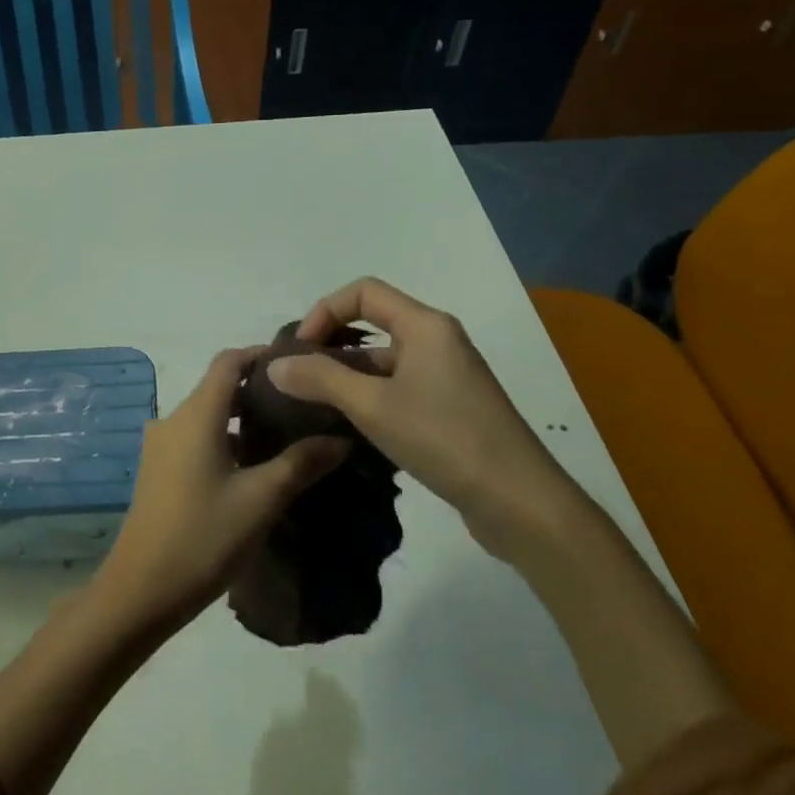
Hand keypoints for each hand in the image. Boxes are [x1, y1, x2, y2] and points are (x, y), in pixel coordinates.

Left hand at [94, 349, 349, 636]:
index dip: (262, 356)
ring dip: (243, 420)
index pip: (228, 361)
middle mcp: (173, 420)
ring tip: (287, 437)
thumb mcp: (261, 499)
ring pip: (208, 417)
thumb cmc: (204, 536)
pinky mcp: (158, 471)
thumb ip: (301, 463)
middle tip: (304, 406)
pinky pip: (196, 440)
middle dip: (259, 391)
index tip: (300, 366)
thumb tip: (341, 438)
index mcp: (195, 415)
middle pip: (218, 388)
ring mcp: (161, 446)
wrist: (142, 588)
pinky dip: (226, 441)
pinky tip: (254, 468)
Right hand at [268, 277, 587, 561]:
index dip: (325, 312)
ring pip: (384, 361)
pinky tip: (348, 428)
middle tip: (298, 378)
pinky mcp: (450, 409)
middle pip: (373, 323)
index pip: (364, 292)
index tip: (300, 350)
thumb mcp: (373, 406)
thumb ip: (320, 379)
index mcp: (425, 326)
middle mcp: (438, 342)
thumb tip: (274, 366)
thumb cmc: (445, 439)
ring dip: (347, 375)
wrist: (519, 502)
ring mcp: (446, 377)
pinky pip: (399, 388)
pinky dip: (369, 397)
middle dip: (331, 345)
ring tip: (314, 406)